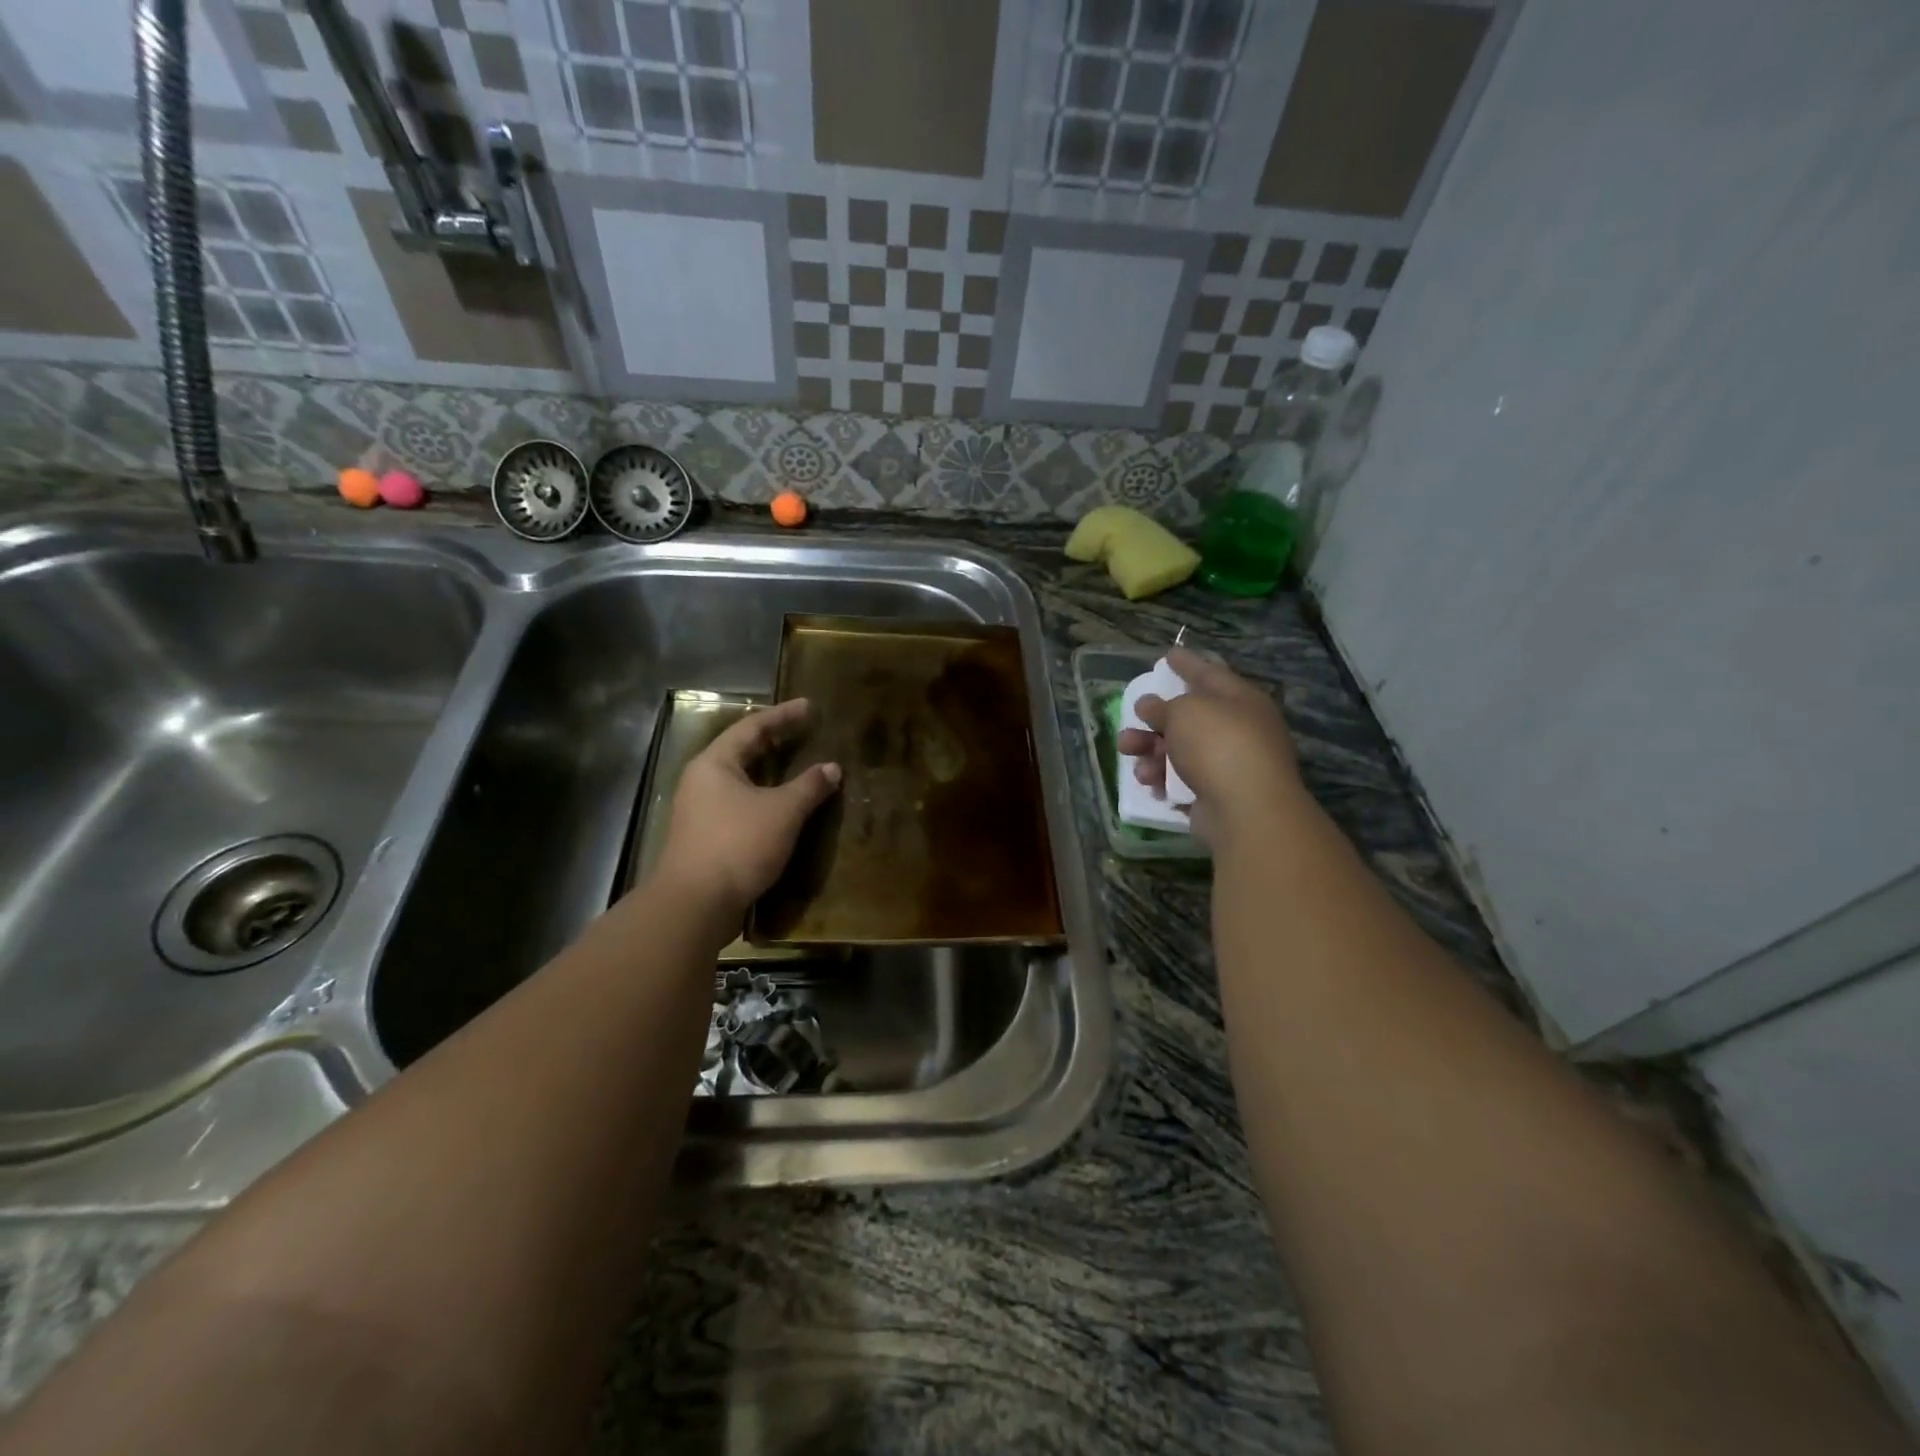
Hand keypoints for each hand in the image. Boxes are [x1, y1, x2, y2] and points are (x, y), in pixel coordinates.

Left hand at [652, 699, 840, 920]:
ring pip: (741, 781)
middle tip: (805, 732)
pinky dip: (765, 798)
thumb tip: (832, 768)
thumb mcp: (782, 811)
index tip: (810, 706)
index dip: (783, 715)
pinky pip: (741, 805)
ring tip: (798, 766)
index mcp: (715, 763)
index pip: (752, 727)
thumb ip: (809, 786)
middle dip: (775, 741)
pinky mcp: (707, 838)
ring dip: (771, 773)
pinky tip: (784, 807)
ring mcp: (701, 811)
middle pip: (743, 751)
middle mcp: (702, 781)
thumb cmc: (738, 844)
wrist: (695, 904)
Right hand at [1116, 648, 1302, 847]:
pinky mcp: (1217, 796)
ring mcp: (1229, 765)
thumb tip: (1149, 705)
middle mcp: (1239, 729)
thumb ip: (1162, 706)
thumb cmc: (1218, 745)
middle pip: (1190, 717)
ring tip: (1128, 751)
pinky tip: (1148, 782)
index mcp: (1240, 700)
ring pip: (1180, 750)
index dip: (1188, 663)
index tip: (1168, 654)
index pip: (1210, 673)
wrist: (1245, 809)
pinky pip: (1181, 780)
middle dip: (1156, 718)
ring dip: (1151, 750)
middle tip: (1133, 717)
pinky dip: (1162, 778)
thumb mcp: (1184, 712)